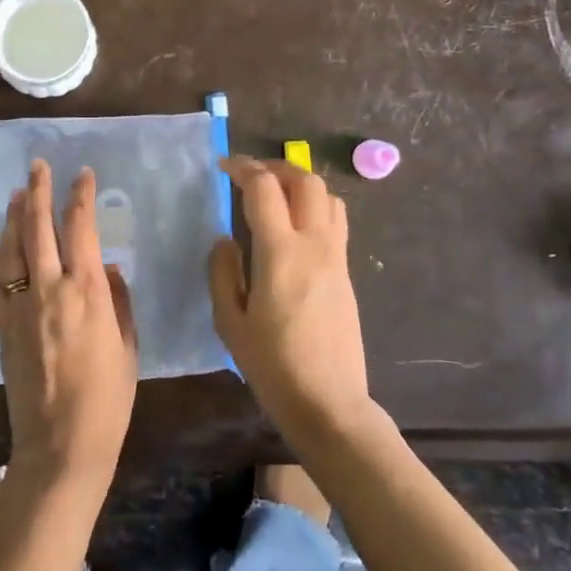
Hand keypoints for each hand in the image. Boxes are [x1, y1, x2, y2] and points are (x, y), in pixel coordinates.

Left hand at [0, 160, 137, 491]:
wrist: (60, 445)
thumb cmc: (107, 399)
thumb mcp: (128, 347)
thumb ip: (119, 301)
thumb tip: (110, 268)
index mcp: (88, 292)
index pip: (82, 228)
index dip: (81, 196)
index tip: (83, 174)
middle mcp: (50, 289)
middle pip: (40, 227)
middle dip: (40, 191)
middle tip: (38, 165)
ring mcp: (22, 306)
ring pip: (13, 247)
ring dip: (16, 215)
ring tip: (19, 191)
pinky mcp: (3, 325)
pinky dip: (1, 251)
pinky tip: (4, 239)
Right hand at [209, 158, 371, 445]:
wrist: (330, 404)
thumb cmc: (273, 367)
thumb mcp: (230, 323)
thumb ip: (223, 273)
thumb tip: (224, 240)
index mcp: (280, 253)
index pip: (264, 188)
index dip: (243, 168)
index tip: (224, 167)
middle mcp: (314, 245)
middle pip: (305, 180)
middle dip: (276, 167)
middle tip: (250, 175)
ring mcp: (336, 257)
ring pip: (327, 196)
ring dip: (300, 183)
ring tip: (276, 195)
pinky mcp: (347, 272)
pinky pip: (335, 221)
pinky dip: (315, 206)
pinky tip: (294, 227)